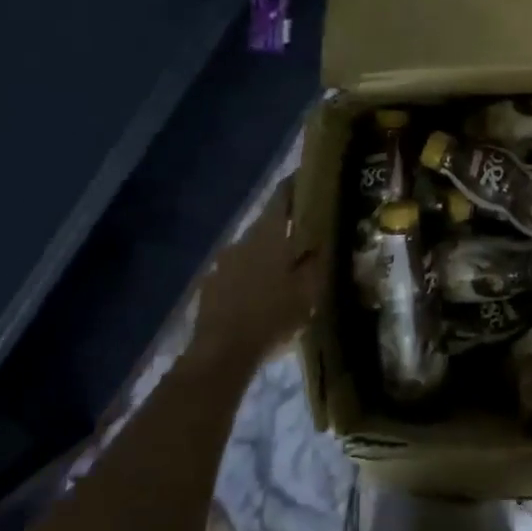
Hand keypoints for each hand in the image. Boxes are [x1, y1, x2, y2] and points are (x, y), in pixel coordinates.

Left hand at [191, 177, 321, 370]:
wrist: (222, 352)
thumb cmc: (272, 316)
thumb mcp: (308, 291)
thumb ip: (316, 262)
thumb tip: (322, 242)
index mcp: (268, 235)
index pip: (282, 196)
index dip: (295, 185)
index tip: (308, 178)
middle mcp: (242, 240)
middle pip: (267, 225)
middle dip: (285, 229)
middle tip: (305, 238)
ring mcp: (222, 263)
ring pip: (251, 251)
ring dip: (266, 256)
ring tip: (283, 273)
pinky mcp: (209, 285)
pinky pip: (235, 273)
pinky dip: (249, 277)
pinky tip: (259, 296)